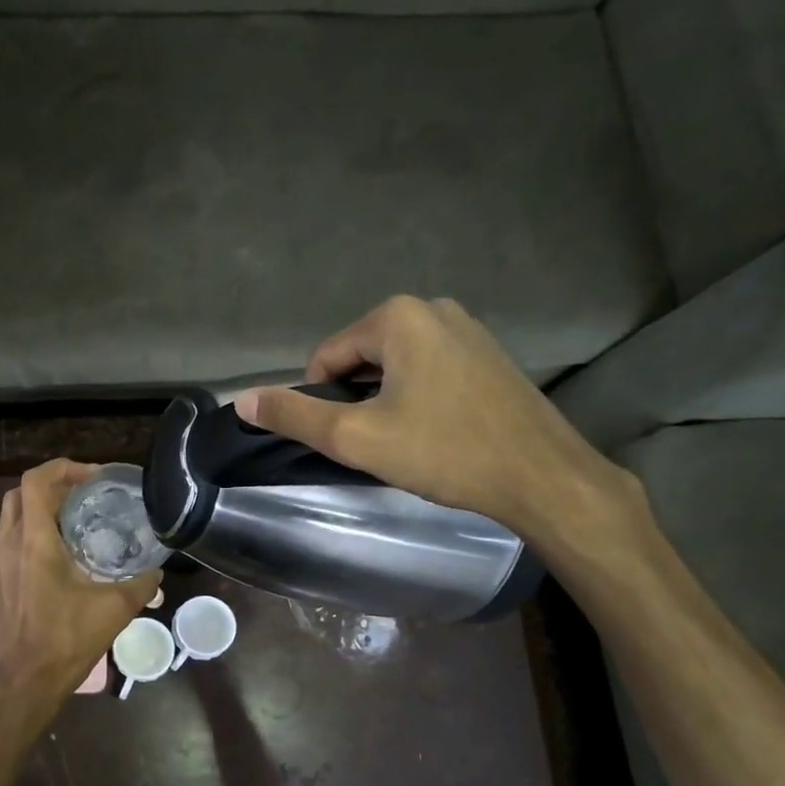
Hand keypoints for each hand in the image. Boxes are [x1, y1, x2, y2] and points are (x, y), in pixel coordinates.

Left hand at [0, 459, 161, 714]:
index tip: (94, 477)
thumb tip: (157, 571)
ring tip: (79, 516)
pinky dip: (36, 529)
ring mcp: (2, 562)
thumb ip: (140, 585)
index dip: (63, 468)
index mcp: (34, 542)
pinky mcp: (2, 579)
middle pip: (21, 492)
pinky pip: (15, 537)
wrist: (27, 680)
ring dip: (43, 506)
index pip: (36, 482)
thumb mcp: (114, 610)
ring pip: (14, 515)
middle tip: (86, 493)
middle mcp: (11, 544)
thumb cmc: (66, 640)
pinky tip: (66, 549)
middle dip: (52, 484)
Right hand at [235, 296, 632, 545]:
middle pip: (360, 358)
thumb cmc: (444, 451)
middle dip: (356, 400)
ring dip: (385, 401)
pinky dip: (417, 398)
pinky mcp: (489, 354)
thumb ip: (294, 416)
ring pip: (394, 366)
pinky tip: (436, 433)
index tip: (348, 438)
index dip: (323, 402)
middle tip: (377, 443)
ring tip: (407, 441)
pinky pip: (428, 370)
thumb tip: (241, 400)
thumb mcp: (356, 437)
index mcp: (397, 317)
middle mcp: (433, 308)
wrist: (543, 478)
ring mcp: (467, 329)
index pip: (326, 358)